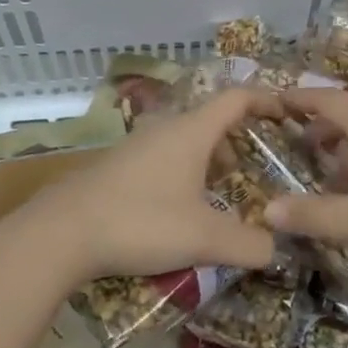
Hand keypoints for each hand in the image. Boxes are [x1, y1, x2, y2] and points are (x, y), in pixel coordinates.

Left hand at [1, 87, 279, 291]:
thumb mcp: (202, 238)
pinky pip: (165, 156)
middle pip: (212, 119)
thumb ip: (247, 244)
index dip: (265, 100)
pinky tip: (182, 206)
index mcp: (192, 131)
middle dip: (239, 138)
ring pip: (186, 140)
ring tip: (224, 190)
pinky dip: (185, 170)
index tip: (287, 113)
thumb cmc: (140, 222)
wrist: (61, 233)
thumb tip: (276, 250)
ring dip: (210, 157)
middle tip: (258, 166)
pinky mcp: (118, 166)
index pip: (237, 98)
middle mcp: (166, 128)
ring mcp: (138, 145)